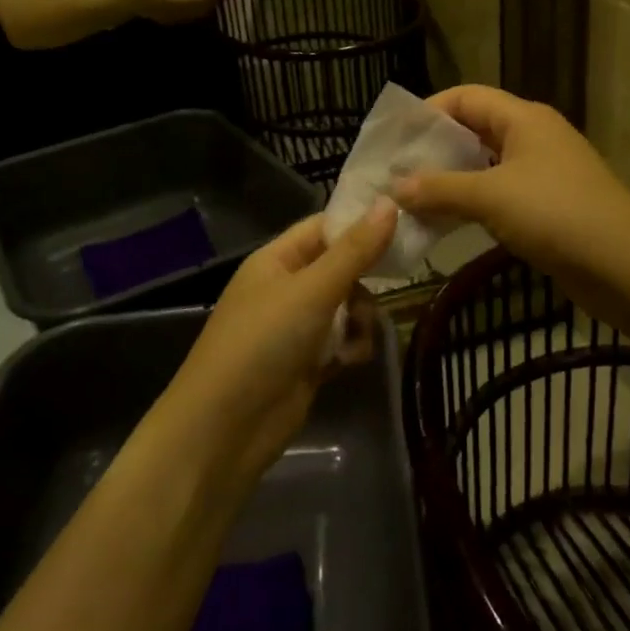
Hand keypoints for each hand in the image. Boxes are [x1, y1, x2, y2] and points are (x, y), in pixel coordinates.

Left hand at [165, 200, 396, 481]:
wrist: (225, 428)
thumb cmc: (264, 342)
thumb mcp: (313, 290)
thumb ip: (355, 250)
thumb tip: (391, 202)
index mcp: (277, 259)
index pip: (324, 227)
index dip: (360, 223)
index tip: (403, 223)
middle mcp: (286, 287)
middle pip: (341, 268)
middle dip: (364, 281)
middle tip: (389, 287)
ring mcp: (296, 327)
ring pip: (346, 307)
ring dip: (360, 320)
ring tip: (357, 337)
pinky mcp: (307, 362)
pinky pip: (342, 341)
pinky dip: (350, 348)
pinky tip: (348, 362)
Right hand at [391, 85, 629, 286]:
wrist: (625, 266)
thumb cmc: (556, 214)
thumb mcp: (491, 196)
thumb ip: (440, 189)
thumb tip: (395, 187)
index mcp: (524, 119)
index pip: (467, 97)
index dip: (429, 110)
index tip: (396, 137)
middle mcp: (533, 138)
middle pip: (474, 130)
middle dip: (435, 149)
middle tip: (396, 171)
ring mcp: (542, 174)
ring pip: (485, 166)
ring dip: (450, 180)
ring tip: (411, 199)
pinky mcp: (546, 208)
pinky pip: (498, 196)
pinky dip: (470, 204)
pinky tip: (445, 223)